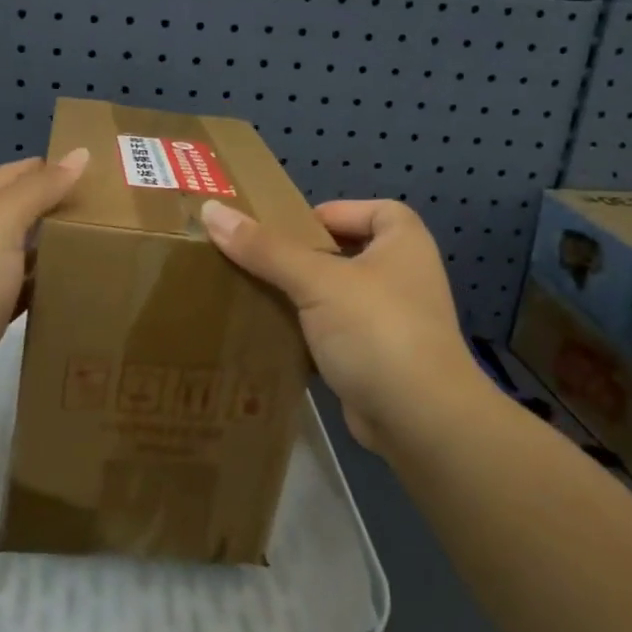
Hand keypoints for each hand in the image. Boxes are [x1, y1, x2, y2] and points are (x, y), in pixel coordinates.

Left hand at [0, 150, 89, 408]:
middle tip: (113, 212)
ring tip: (104, 246)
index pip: (21, 172)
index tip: (103, 174)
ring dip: (57, 246)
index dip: (58, 168)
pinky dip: (46, 283)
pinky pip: (24, 287)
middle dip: (62, 207)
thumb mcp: (2, 222)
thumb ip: (40, 188)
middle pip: (24, 209)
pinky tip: (75, 288)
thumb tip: (79, 154)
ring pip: (25, 249)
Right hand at [200, 197, 487, 453]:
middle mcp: (403, 277)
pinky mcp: (376, 359)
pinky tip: (270, 336)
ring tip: (252, 293)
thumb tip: (212, 211)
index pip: (370, 211)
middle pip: (346, 252)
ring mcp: (392, 321)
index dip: (332, 213)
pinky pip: (333, 334)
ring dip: (300, 296)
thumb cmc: (376, 330)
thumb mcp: (317, 281)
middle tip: (256, 259)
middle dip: (303, 256)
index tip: (287, 228)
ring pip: (335, 296)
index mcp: (403, 243)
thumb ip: (265, 248)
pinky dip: (306, 334)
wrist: (419, 420)